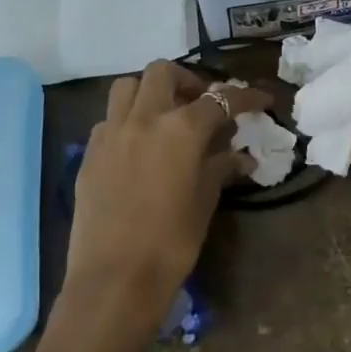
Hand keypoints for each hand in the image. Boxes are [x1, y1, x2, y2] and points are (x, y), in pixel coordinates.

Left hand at [53, 61, 269, 351]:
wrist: (115, 279)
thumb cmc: (171, 242)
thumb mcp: (204, 201)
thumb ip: (220, 168)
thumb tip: (241, 157)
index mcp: (181, 129)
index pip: (220, 99)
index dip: (245, 97)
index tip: (261, 99)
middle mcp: (144, 118)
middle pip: (164, 72)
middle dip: (188, 81)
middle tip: (201, 104)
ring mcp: (111, 133)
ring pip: (128, 86)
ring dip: (150, 91)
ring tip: (165, 116)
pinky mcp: (89, 153)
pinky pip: (109, 119)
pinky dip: (128, 120)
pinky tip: (138, 146)